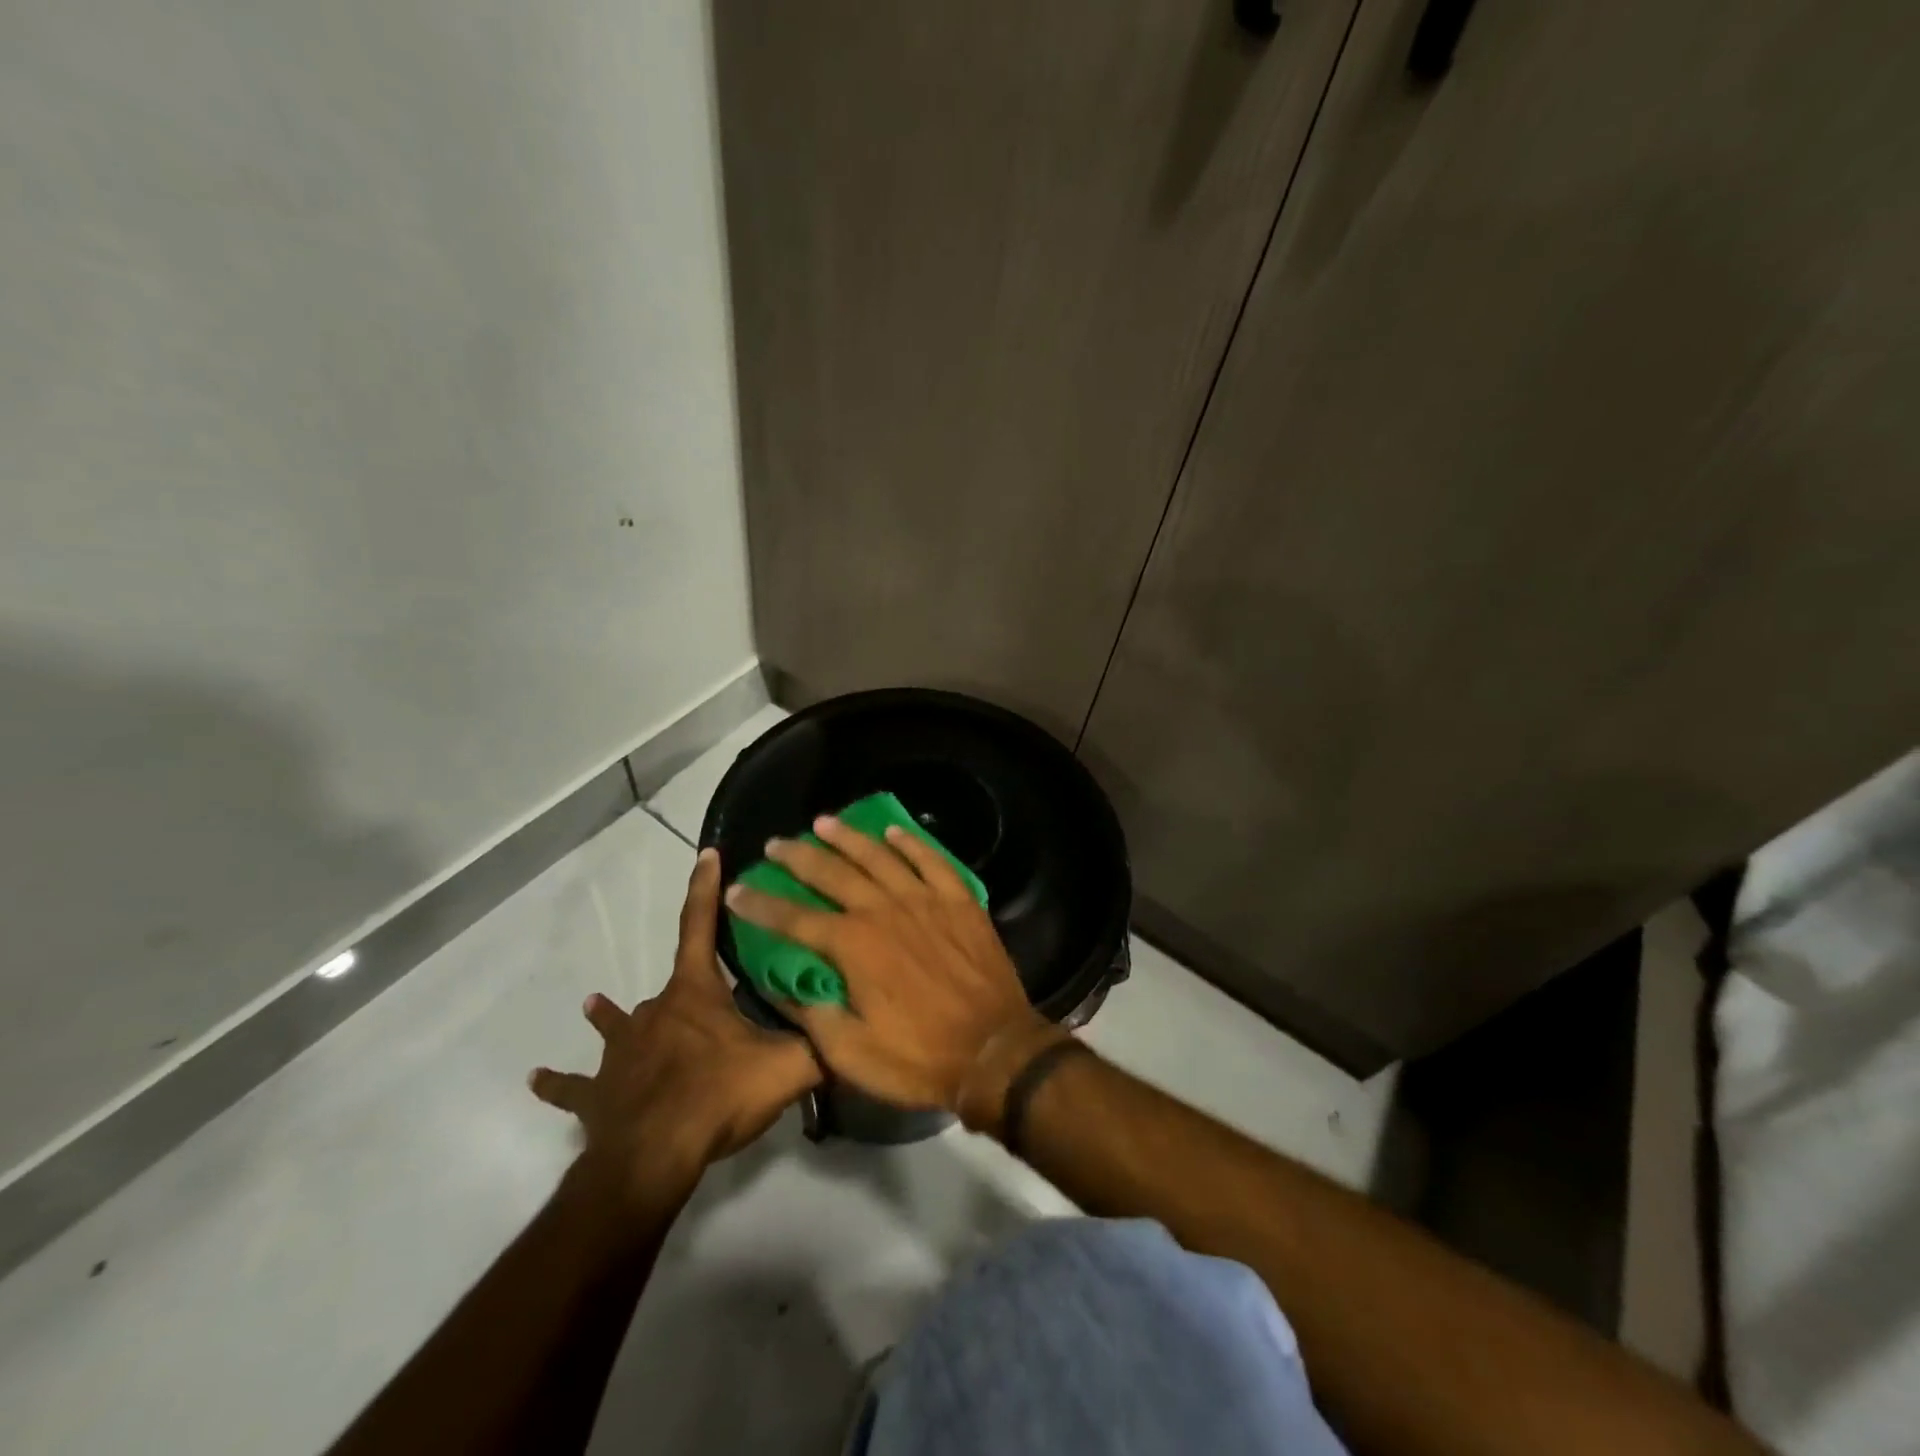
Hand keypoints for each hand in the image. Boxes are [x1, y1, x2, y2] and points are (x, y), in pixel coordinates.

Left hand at [530, 848, 819, 1202]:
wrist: (652, 1157)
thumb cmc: (718, 1096)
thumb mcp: (787, 1068)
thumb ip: (824, 1046)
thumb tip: (860, 1033)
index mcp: (695, 994)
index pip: (701, 926)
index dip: (705, 888)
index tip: (705, 853)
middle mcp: (655, 1012)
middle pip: (670, 986)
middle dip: (685, 986)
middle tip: (701, 999)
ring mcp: (621, 1053)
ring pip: (617, 1026)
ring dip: (611, 1017)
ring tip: (595, 1004)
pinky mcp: (598, 1094)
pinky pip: (576, 1086)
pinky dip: (561, 1083)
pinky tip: (538, 1079)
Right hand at [724, 816, 1067, 1132]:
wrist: (994, 1051)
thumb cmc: (919, 1058)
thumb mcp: (851, 1054)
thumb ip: (812, 1014)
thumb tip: (784, 985)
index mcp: (854, 946)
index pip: (794, 919)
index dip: (761, 905)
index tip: (736, 890)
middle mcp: (884, 910)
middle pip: (832, 873)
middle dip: (798, 857)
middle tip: (774, 844)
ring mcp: (925, 900)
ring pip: (879, 856)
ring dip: (848, 838)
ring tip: (823, 822)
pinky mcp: (959, 901)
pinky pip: (931, 860)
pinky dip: (911, 842)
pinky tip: (893, 831)